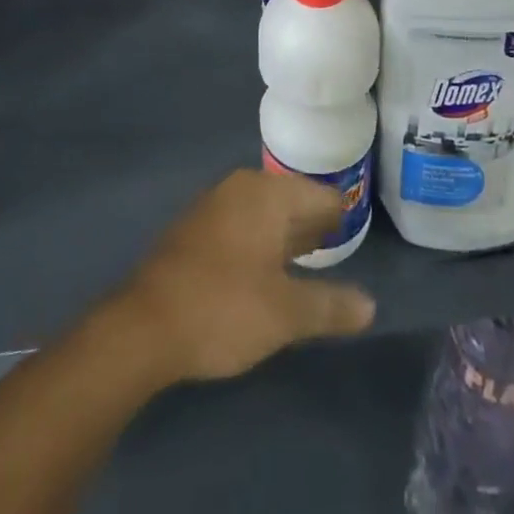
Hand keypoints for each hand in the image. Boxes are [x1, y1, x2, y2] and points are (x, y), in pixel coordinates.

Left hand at [115, 170, 375, 383]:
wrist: (144, 326)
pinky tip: (264, 272)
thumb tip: (370, 306)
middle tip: (337, 250)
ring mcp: (214, 205)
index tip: (355, 238)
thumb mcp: (285, 314)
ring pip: (264, 212)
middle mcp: (241, 187)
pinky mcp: (194, 228)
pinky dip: (259, 242)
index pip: (321, 194)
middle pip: (292, 199)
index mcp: (268, 193)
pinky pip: (240, 225)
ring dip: (285, 235)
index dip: (341, 217)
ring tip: (307, 262)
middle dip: (313, 225)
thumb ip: (330, 306)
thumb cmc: (224, 308)